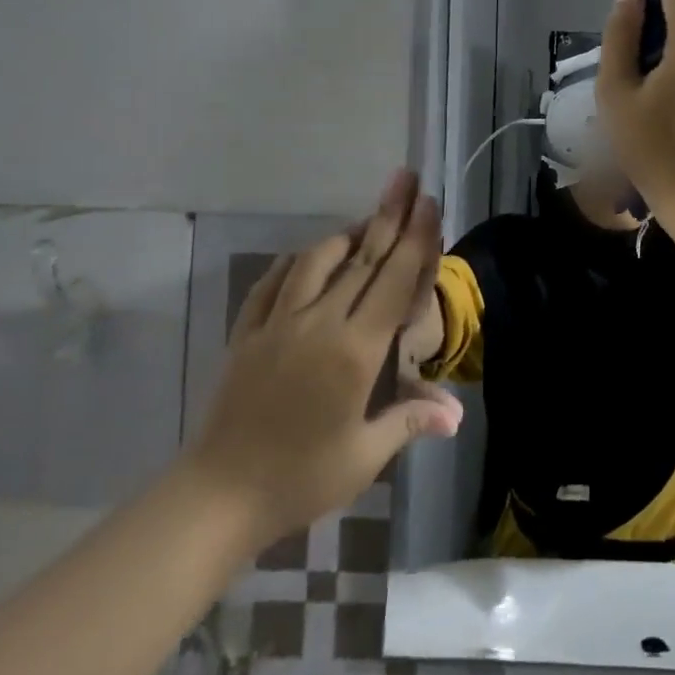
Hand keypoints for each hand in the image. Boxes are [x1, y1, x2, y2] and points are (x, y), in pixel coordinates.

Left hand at [182, 169, 462, 548]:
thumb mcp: (364, 455)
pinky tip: (306, 258)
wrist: (218, 496)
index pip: (393, 280)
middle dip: (388, 215)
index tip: (427, 202)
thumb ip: (409, 421)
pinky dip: (296, 262)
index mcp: (355, 350)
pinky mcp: (248, 333)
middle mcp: (320, 323)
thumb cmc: (300, 478)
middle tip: (405, 178)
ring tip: (365, 222)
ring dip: (345, 236)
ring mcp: (278, 323)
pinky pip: (274, 283)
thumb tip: (456, 414)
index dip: (415, 238)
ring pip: (316, 262)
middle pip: (362, 259)